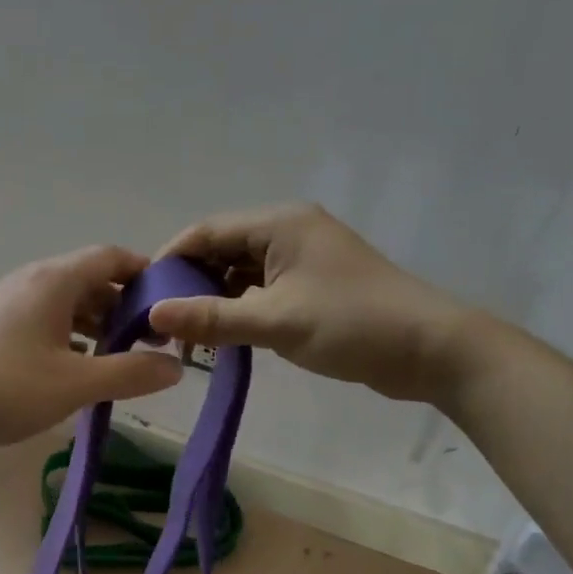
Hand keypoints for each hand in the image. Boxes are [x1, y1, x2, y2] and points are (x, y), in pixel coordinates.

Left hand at [0, 246, 183, 450]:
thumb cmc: (2, 388)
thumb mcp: (75, 384)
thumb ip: (129, 373)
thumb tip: (175, 367)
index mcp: (55, 281)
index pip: (112, 258)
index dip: (146, 276)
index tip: (172, 305)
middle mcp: (32, 281)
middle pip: (91, 281)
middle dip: (125, 308)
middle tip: (153, 343)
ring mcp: (9, 303)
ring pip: (67, 304)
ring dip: (98, 325)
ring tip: (122, 360)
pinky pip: (46, 321)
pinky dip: (70, 337)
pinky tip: (78, 369)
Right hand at [148, 204, 472, 402]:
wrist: (430, 349)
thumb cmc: (351, 324)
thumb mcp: (275, 322)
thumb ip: (211, 318)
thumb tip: (153, 315)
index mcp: (279, 224)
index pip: (207, 232)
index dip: (170, 260)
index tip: (142, 296)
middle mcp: (288, 232)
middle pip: (222, 251)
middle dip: (190, 284)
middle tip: (162, 324)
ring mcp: (303, 259)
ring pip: (241, 274)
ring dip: (214, 301)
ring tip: (188, 338)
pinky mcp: (313, 286)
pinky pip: (262, 291)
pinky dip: (240, 311)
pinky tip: (223, 338)